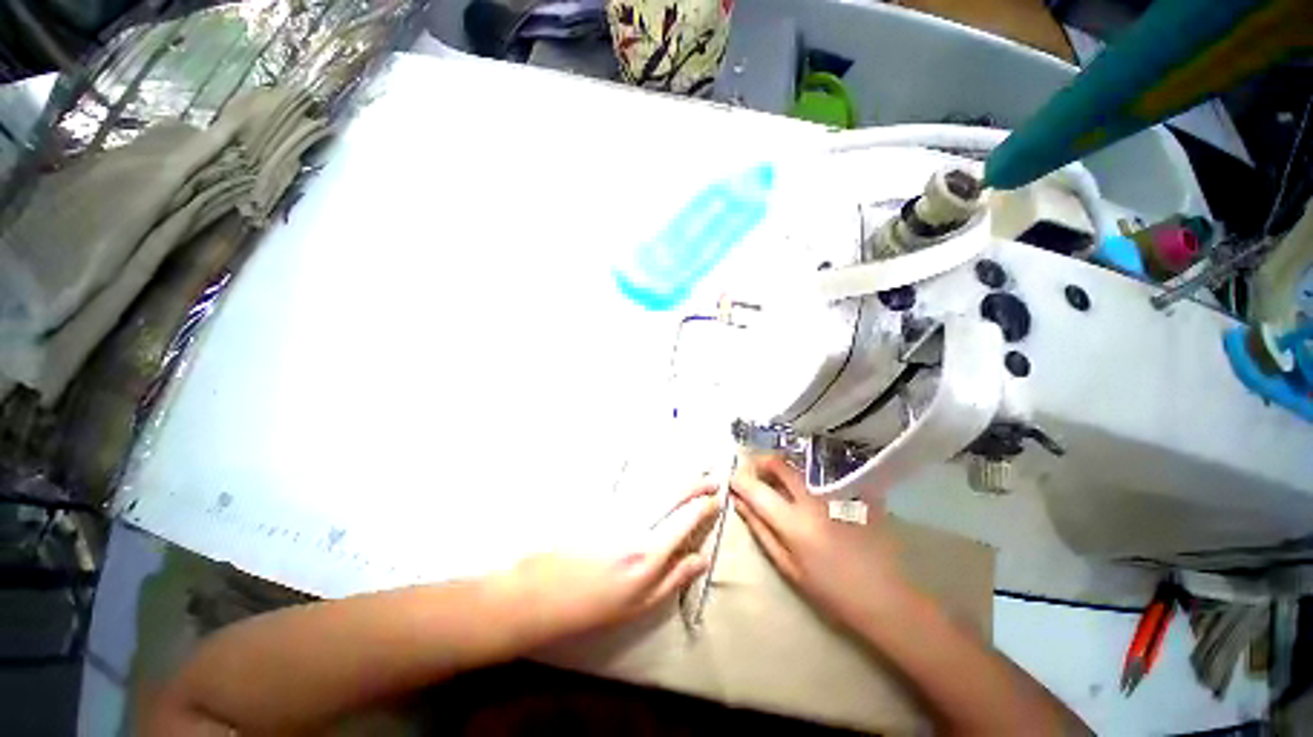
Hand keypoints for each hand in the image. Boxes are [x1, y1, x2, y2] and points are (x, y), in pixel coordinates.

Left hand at [501, 481, 718, 640]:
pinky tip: (660, 477)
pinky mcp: (602, 502)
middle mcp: (636, 525)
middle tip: (711, 478)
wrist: (542, 592)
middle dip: (695, 483)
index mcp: (648, 553)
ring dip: (676, 477)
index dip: (703, 506)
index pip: (685, 519)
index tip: (716, 499)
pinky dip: (652, 479)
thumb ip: (674, 579)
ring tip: (693, 474)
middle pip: (672, 494)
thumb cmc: (593, 606)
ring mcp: (617, 509)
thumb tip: (702, 559)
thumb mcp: (639, 605)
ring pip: (654, 485)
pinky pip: (633, 485)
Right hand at [731, 454, 910, 629]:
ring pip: (799, 465)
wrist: (885, 597)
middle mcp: (813, 500)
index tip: (732, 481)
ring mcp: (836, 492)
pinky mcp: (854, 491)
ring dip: (783, 469)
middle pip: (779, 463)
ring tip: (782, 485)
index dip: (739, 480)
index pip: (756, 489)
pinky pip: (823, 474)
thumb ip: (760, 529)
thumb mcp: (788, 566)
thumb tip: (738, 502)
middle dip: (760, 463)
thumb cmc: (831, 591)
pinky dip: (809, 478)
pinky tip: (813, 494)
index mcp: (793, 523)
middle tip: (756, 475)